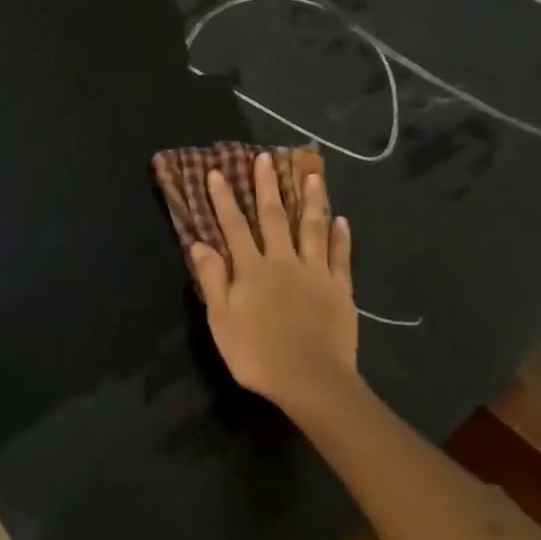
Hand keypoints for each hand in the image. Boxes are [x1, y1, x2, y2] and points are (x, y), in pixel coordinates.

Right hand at [189, 154, 358, 421]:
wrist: (311, 380)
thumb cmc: (257, 354)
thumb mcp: (221, 320)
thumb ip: (213, 279)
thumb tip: (199, 243)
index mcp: (251, 270)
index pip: (234, 226)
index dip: (224, 199)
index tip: (217, 172)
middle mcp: (283, 262)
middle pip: (274, 217)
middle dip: (267, 187)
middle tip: (266, 158)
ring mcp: (315, 273)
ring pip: (312, 228)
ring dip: (311, 200)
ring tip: (313, 175)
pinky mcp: (340, 289)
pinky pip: (340, 256)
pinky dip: (340, 236)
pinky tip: (341, 219)